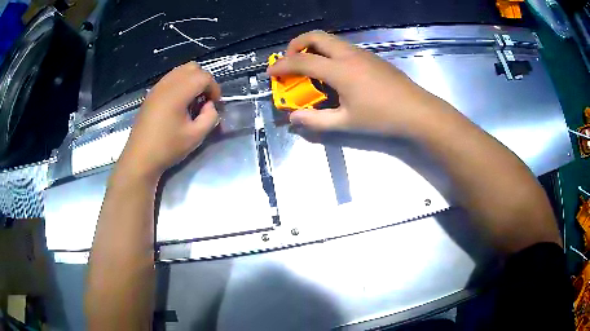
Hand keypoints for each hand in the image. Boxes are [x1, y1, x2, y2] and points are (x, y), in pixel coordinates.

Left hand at [118, 62, 219, 178]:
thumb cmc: (167, 148)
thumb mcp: (196, 136)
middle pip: (192, 68)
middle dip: (203, 80)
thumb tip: (210, 105)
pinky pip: (170, 79)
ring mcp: (157, 87)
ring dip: (191, 81)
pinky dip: (180, 84)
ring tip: (192, 101)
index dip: (214, 88)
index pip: (203, 77)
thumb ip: (210, 117)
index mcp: (178, 93)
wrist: (140, 158)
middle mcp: (167, 84)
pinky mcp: (151, 94)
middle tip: (205, 99)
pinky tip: (179, 104)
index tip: (215, 104)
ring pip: (180, 71)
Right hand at [267, 31, 450, 134]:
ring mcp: (361, 53)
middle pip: (315, 36)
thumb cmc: (382, 117)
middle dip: (296, 45)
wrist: (416, 110)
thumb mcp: (346, 123)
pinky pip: (342, 46)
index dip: (282, 66)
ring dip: (313, 47)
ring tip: (309, 66)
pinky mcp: (371, 56)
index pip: (302, 61)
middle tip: (290, 61)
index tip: (270, 73)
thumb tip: (293, 119)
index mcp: (339, 70)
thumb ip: (316, 121)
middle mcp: (348, 55)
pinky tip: (333, 70)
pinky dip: (328, 52)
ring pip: (330, 39)